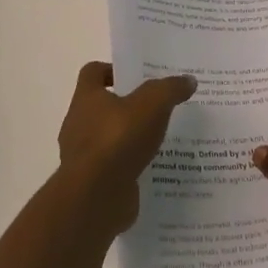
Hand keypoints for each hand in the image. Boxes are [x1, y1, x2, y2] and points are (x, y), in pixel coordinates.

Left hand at [56, 62, 196, 236]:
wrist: (96, 197)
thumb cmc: (118, 139)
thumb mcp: (152, 105)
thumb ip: (170, 89)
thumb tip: (188, 80)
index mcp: (86, 98)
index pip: (92, 72)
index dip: (111, 70)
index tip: (136, 77)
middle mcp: (78, 123)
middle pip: (101, 106)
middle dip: (127, 106)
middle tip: (158, 108)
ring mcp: (83, 155)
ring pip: (109, 138)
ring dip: (130, 138)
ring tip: (161, 140)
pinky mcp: (93, 182)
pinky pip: (114, 167)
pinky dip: (130, 165)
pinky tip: (154, 168)